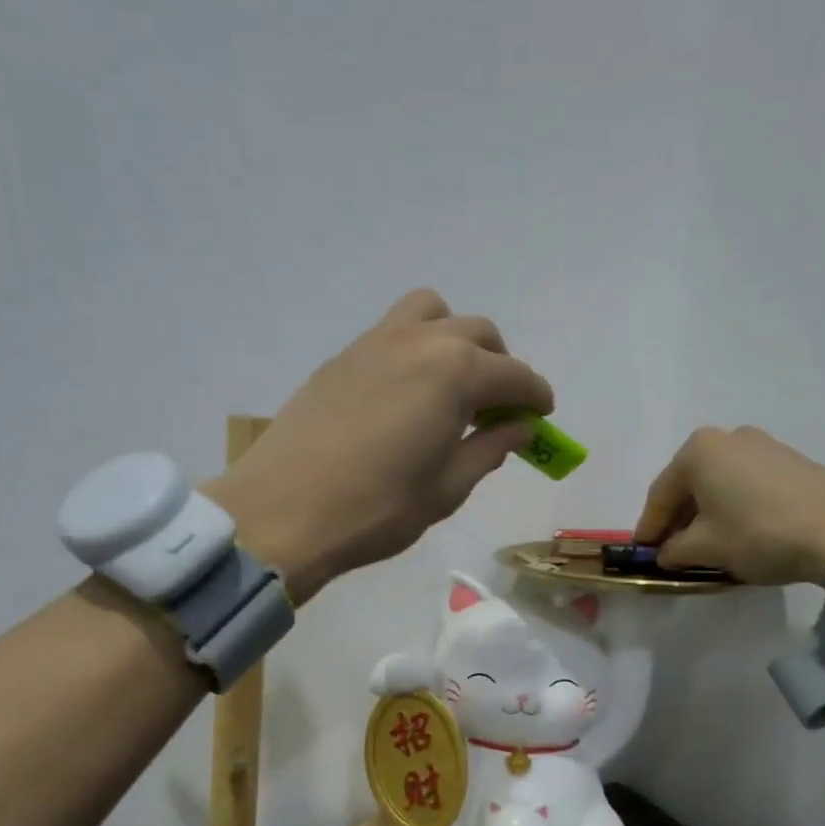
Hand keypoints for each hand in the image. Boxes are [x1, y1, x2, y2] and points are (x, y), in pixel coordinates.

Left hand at [203, 290, 552, 601]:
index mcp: (455, 371)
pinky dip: (416, 349)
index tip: (542, 416)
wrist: (282, 511)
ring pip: (431, 314)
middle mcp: (418, 341)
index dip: (535, 395)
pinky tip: (407, 395)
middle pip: (477, 333)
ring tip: (452, 384)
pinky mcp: (340, 358)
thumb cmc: (377, 509)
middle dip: (499, 365)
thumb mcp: (447, 488)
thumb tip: (519, 427)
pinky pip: (393, 333)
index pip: (513, 375)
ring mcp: (373, 343)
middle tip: (498, 408)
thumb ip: (489, 448)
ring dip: (454, 339)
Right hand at [633, 426, 824, 586]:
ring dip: (707, 512)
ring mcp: (764, 445)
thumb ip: (675, 550)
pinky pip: (748, 483)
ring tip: (706, 544)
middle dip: (678, 518)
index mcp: (698, 450)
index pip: (660, 493)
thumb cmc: (759, 533)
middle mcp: (728, 437)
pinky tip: (739, 531)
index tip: (643, 551)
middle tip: (671, 549)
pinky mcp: (793, 460)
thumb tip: (666, 553)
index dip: (649, 526)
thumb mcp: (707, 548)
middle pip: (690, 484)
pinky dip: (735, 506)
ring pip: (720, 483)